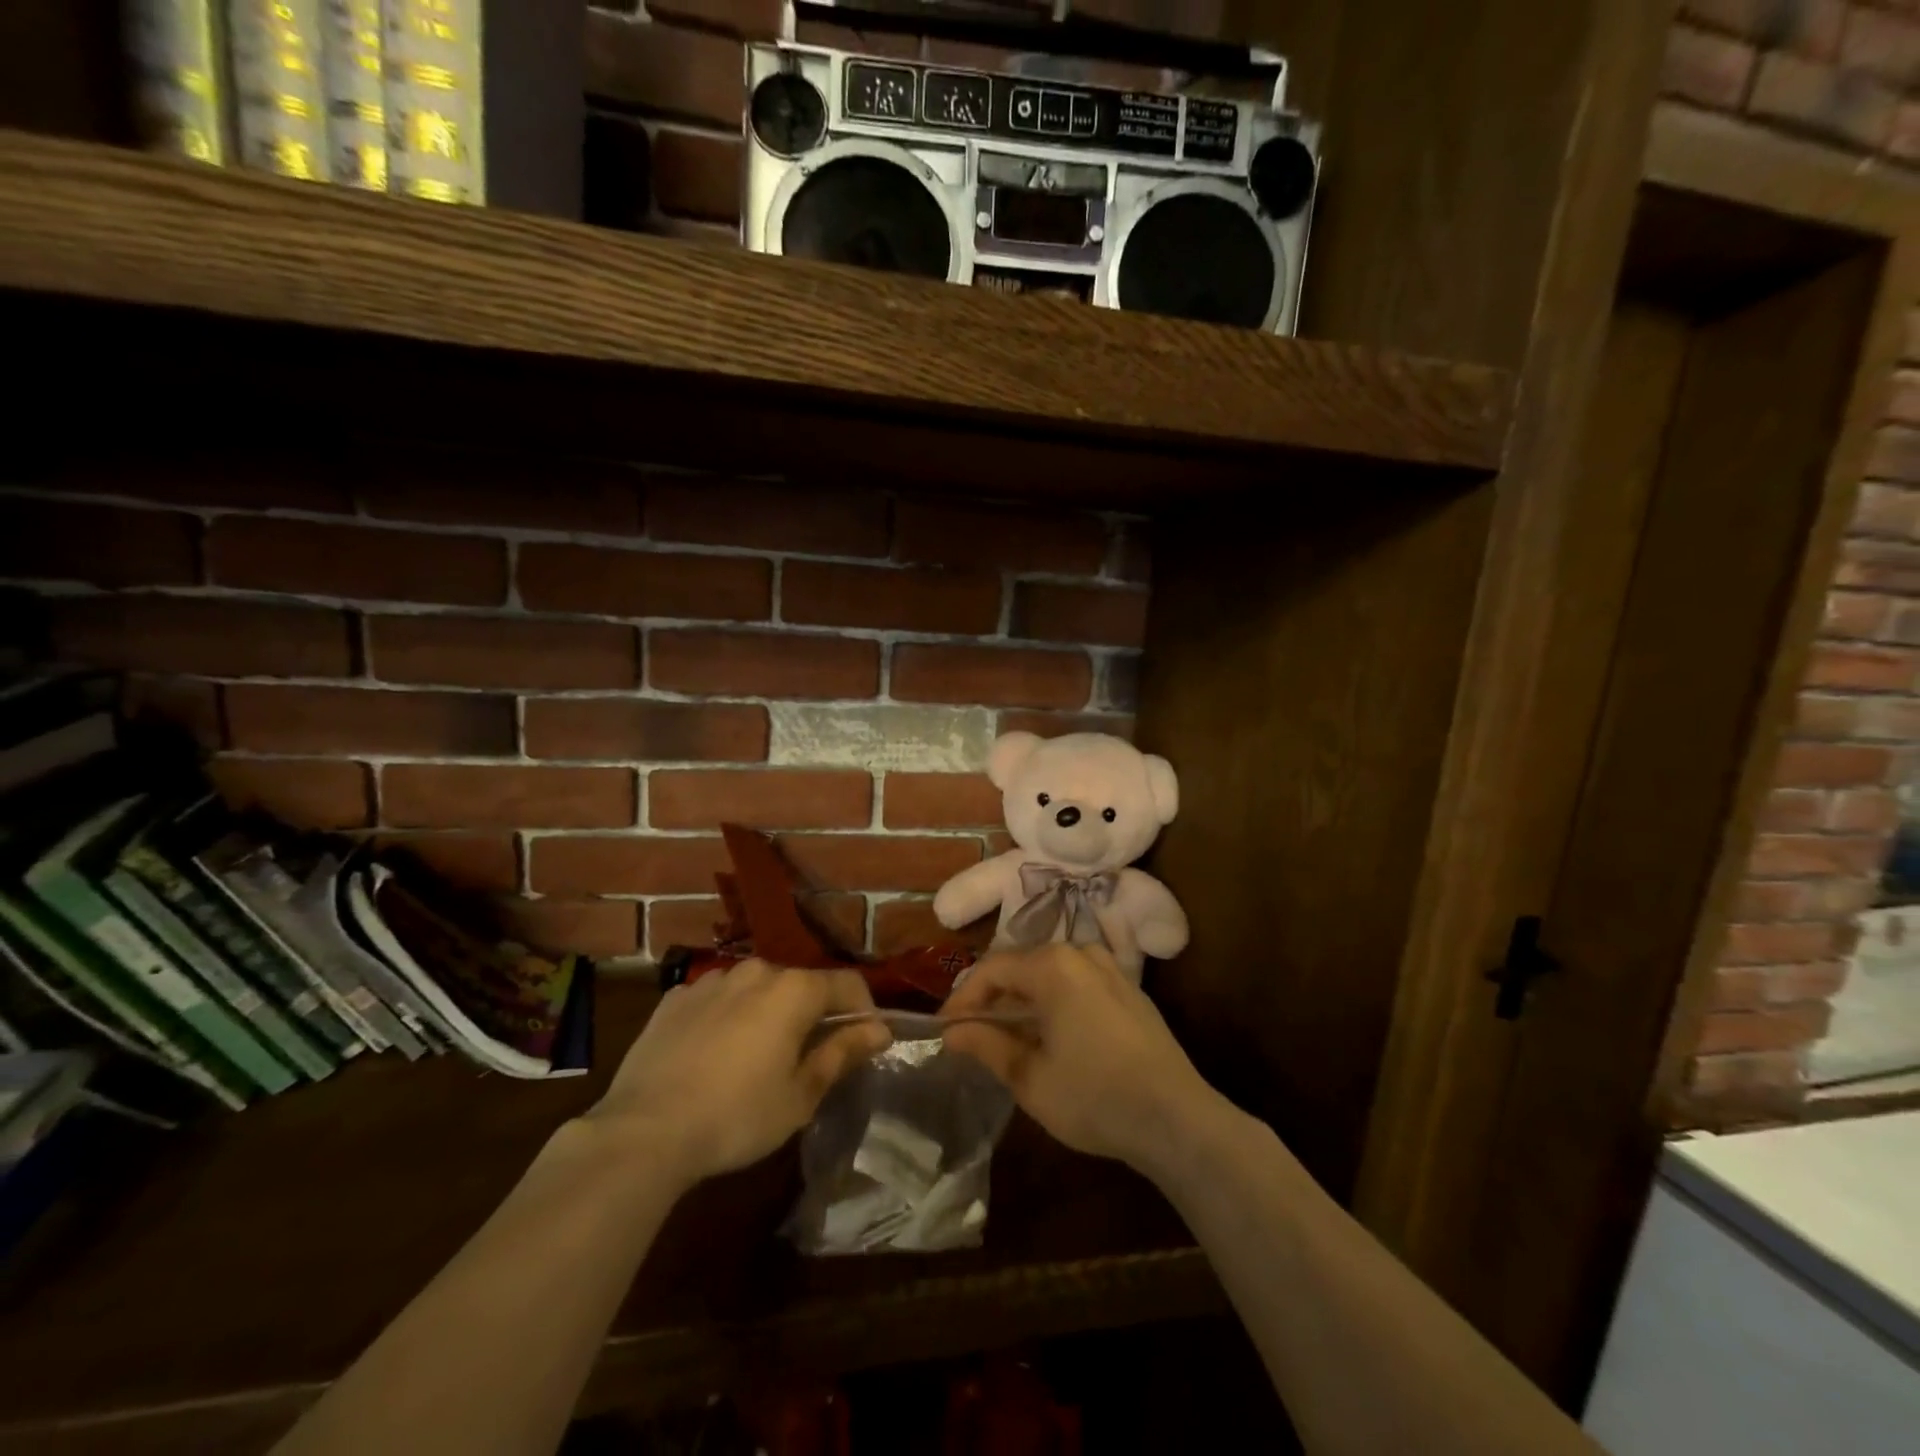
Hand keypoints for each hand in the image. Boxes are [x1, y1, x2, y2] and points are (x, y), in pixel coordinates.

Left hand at [580, 961, 887, 1192]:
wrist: (643, 1131)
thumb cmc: (737, 1116)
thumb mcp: (800, 1094)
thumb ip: (842, 1052)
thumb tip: (880, 1029)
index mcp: (793, 989)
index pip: (847, 983)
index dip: (863, 1009)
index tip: (863, 1041)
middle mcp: (756, 971)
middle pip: (799, 984)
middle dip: (812, 1013)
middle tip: (806, 1058)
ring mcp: (711, 981)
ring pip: (756, 989)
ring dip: (767, 1012)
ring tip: (756, 1057)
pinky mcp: (675, 998)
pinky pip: (716, 1000)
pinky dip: (727, 1017)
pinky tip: (713, 1055)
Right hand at [940, 944, 1223, 1179]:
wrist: (1177, 1119)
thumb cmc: (1094, 1097)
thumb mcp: (1030, 1078)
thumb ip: (986, 1045)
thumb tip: (952, 1031)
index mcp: (1052, 966)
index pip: (992, 970)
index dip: (963, 998)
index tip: (946, 1029)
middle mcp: (1081, 953)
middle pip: (1022, 966)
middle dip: (993, 998)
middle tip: (972, 1033)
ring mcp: (1111, 969)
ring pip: (1051, 974)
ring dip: (1024, 1000)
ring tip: (1008, 1036)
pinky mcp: (1130, 990)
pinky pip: (1078, 983)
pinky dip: (1055, 1002)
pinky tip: (1051, 1036)